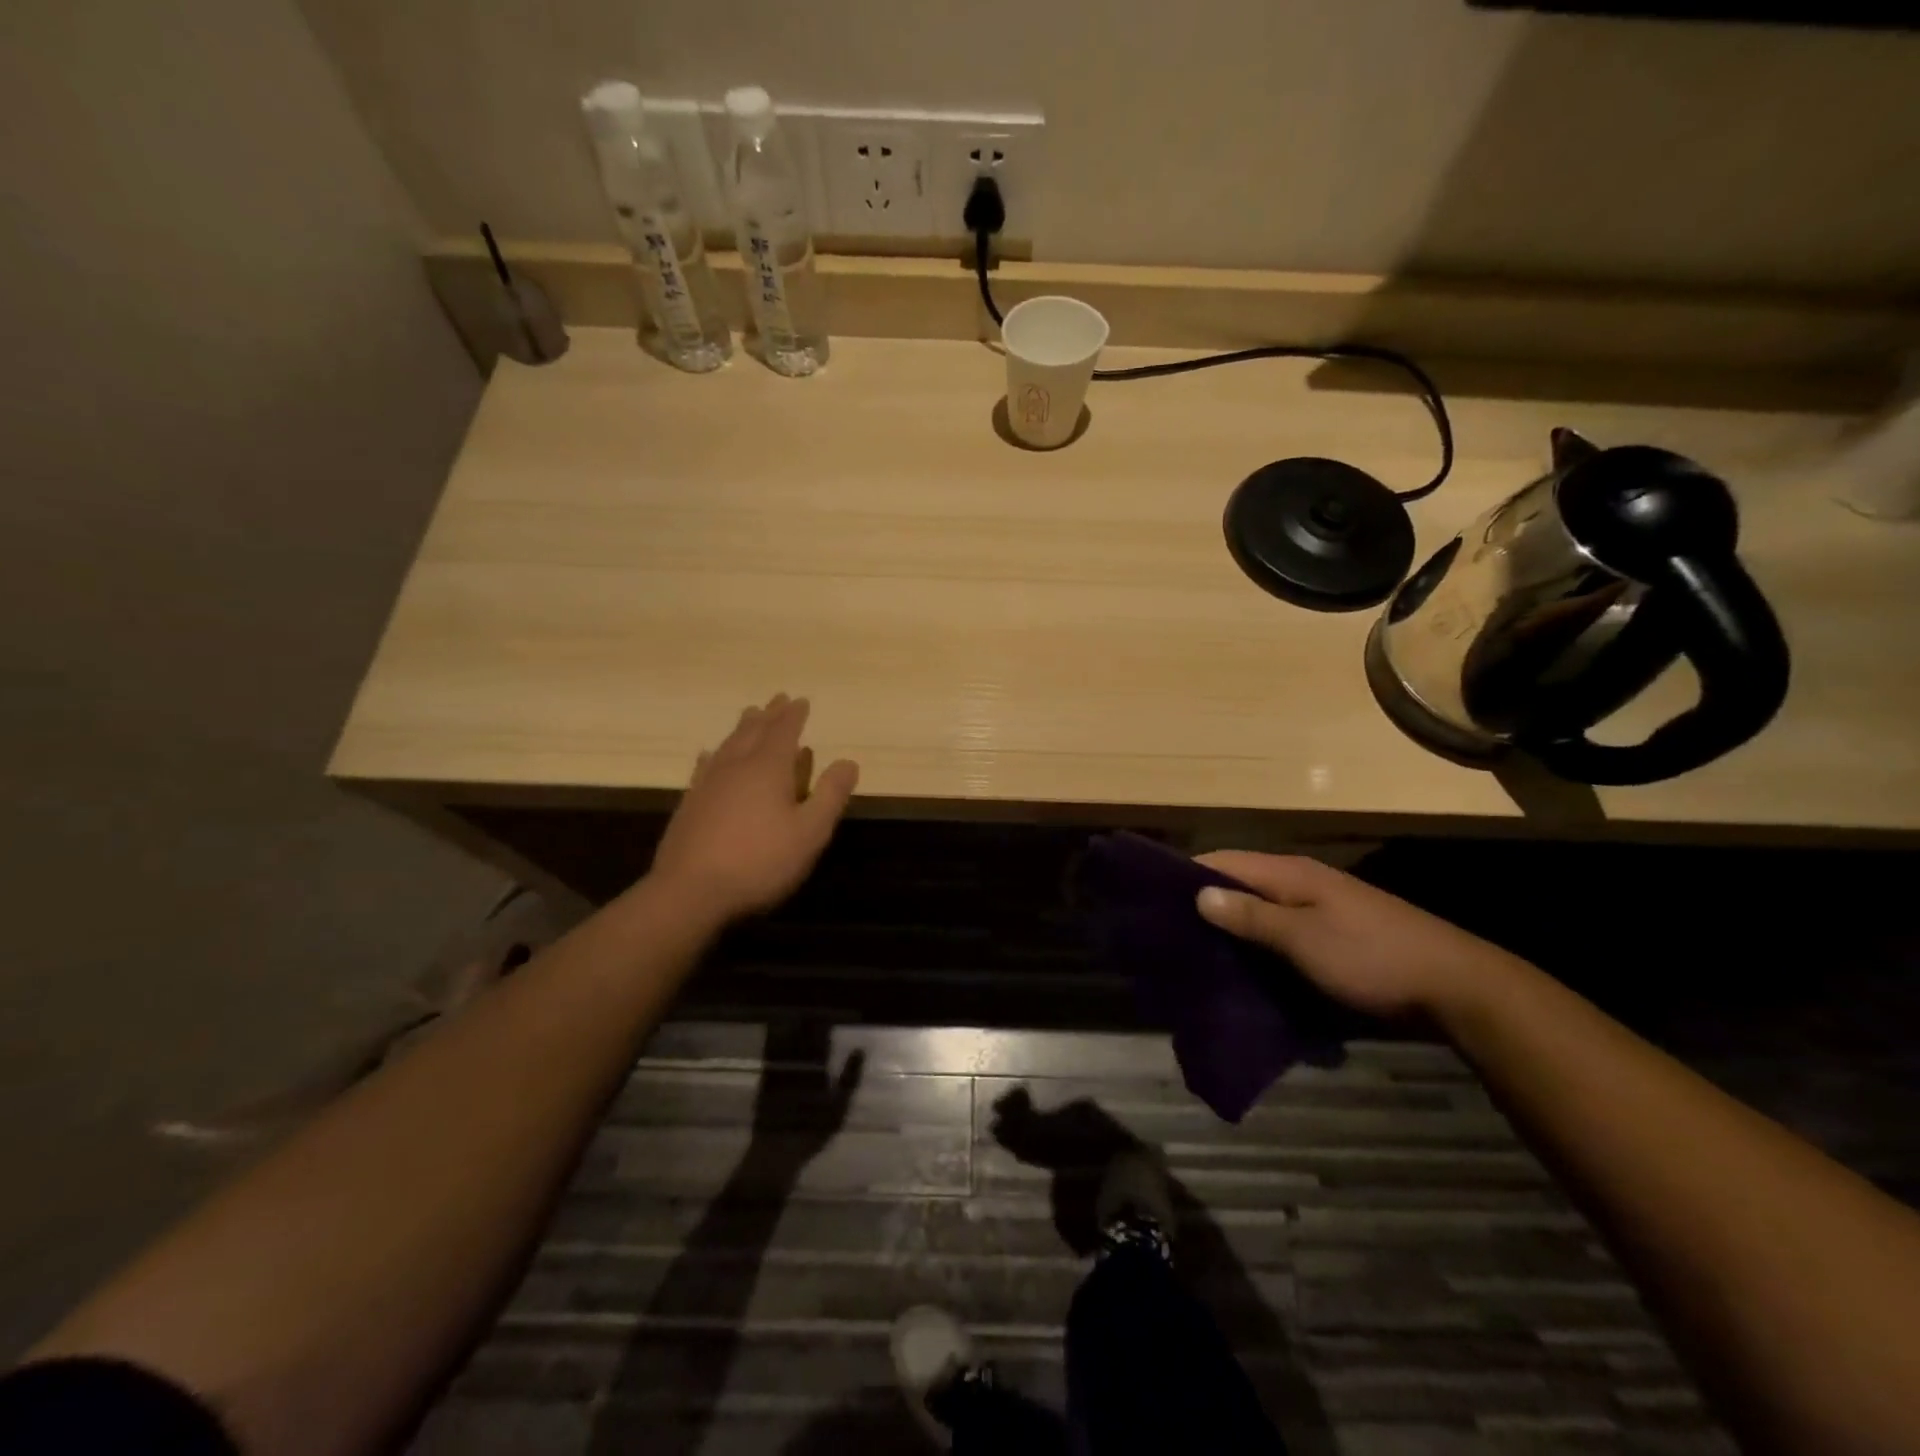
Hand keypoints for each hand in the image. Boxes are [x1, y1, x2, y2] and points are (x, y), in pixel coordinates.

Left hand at [648, 694, 858, 924]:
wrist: (690, 891)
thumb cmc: (760, 861)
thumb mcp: (810, 832)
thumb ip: (830, 795)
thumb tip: (848, 762)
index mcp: (768, 768)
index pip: (784, 731)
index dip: (794, 715)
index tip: (801, 700)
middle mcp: (736, 766)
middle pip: (754, 731)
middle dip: (769, 714)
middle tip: (777, 698)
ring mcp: (709, 783)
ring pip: (728, 744)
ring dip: (742, 728)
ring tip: (750, 715)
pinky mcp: (690, 803)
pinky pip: (705, 766)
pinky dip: (714, 754)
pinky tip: (709, 754)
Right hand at [1193, 851, 1522, 1019]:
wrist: (1457, 987)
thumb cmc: (1372, 957)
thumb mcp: (1304, 938)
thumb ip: (1251, 915)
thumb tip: (1198, 892)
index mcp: (1290, 873)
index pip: (1223, 860)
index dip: (1187, 874)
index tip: (1152, 899)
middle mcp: (1301, 882)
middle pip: (1239, 884)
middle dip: (1204, 904)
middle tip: (1168, 934)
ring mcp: (1319, 908)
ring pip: (1259, 910)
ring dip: (1231, 926)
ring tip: (1195, 953)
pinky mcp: (1333, 934)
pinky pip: (1280, 931)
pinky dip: (1257, 943)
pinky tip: (1243, 967)